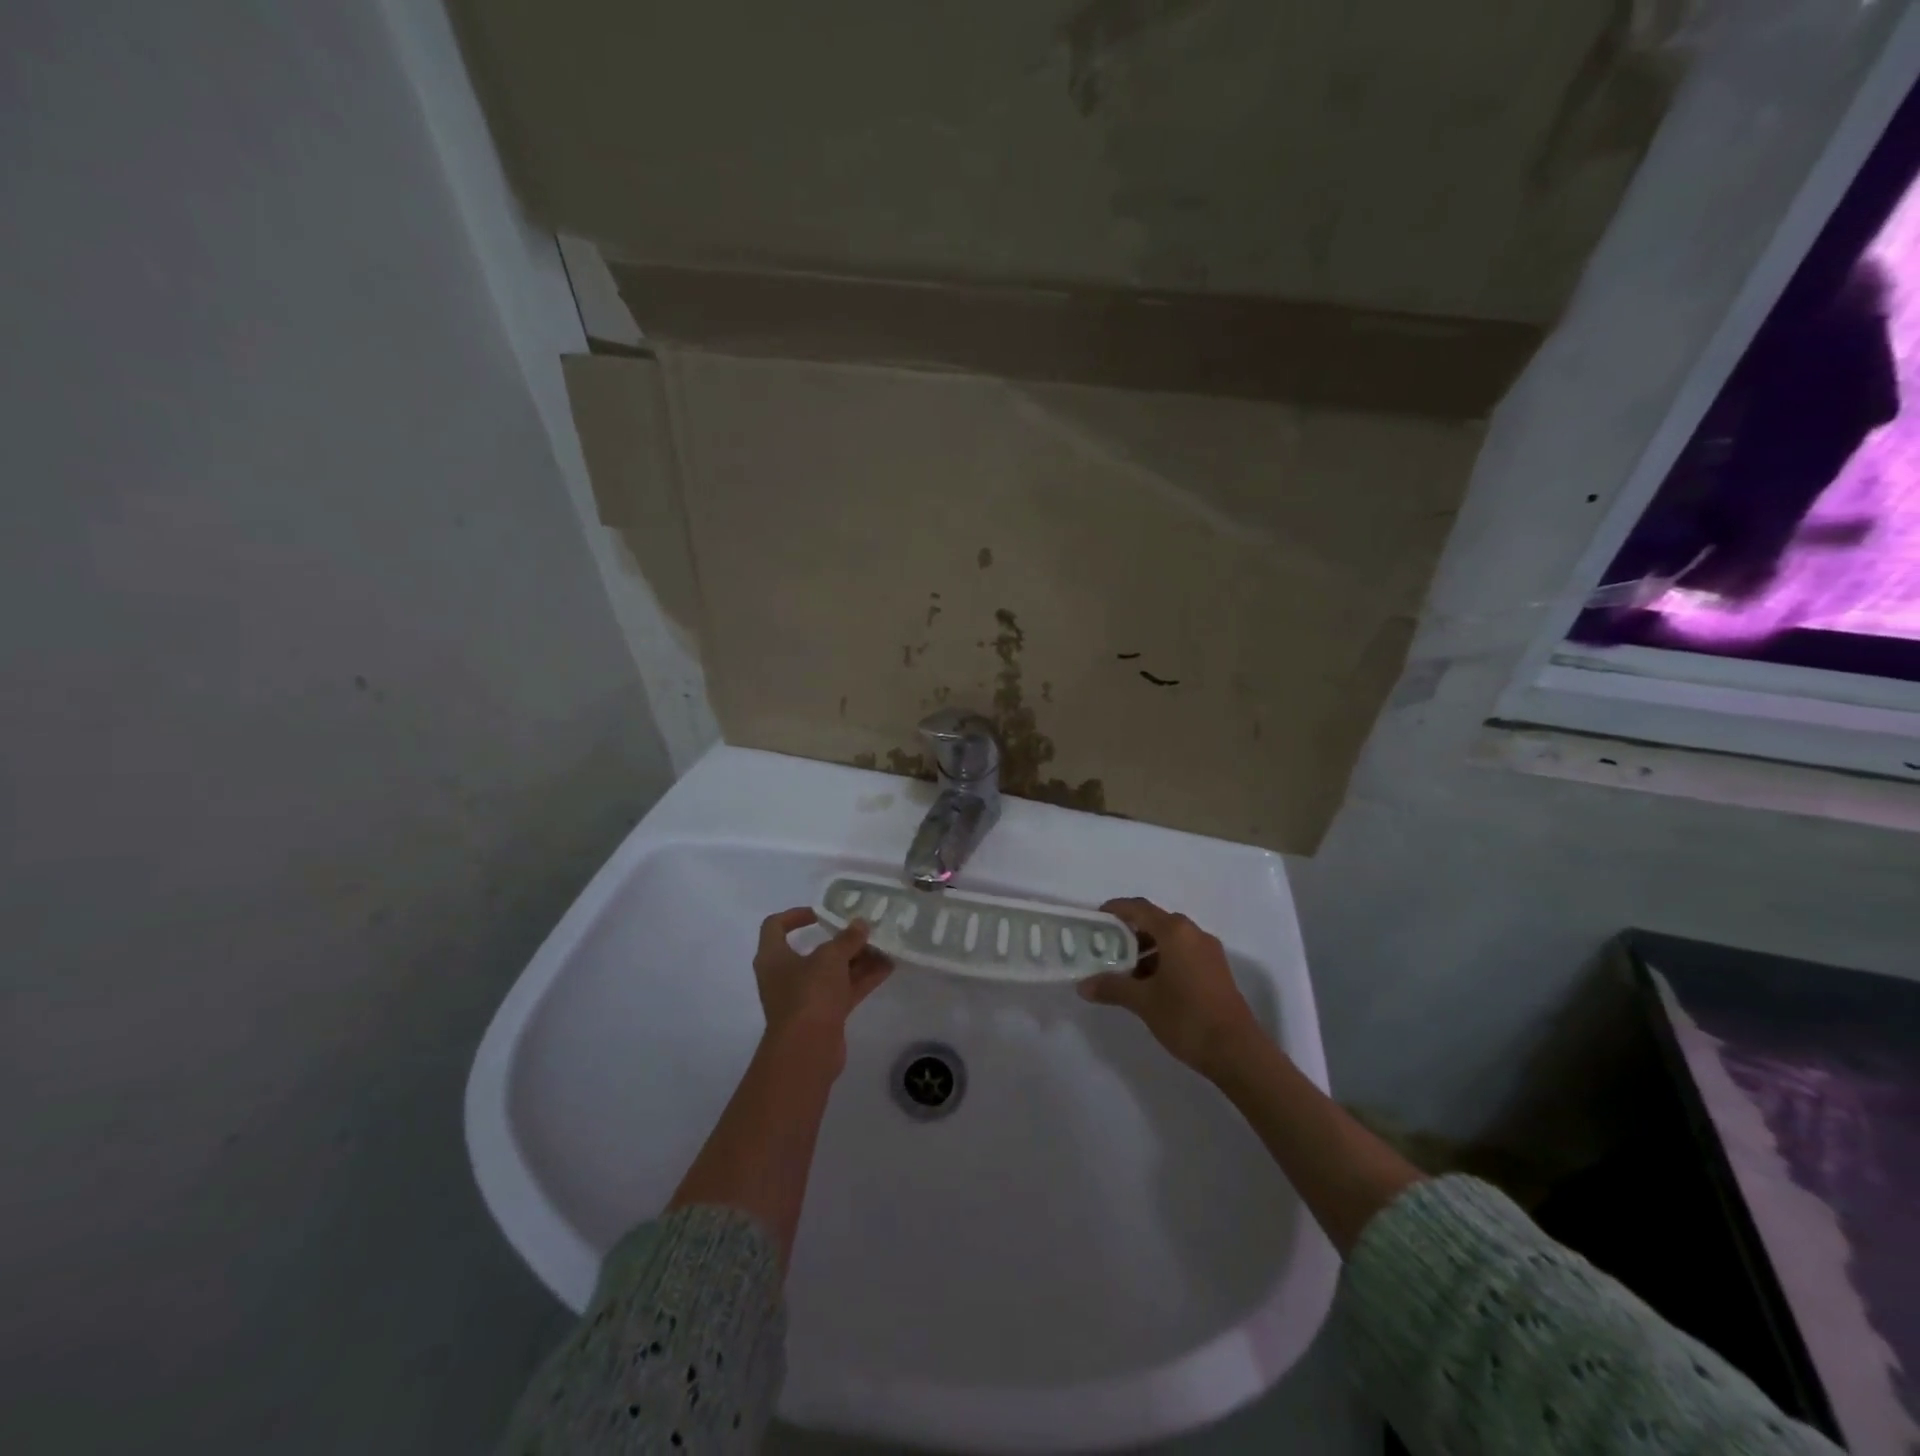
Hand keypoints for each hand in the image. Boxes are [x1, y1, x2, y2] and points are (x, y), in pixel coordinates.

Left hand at [753, 908, 892, 1055]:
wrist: (807, 1050)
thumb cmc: (809, 993)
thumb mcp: (830, 958)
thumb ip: (847, 939)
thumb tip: (860, 924)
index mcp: (773, 957)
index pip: (775, 926)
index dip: (795, 915)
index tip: (822, 912)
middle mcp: (785, 976)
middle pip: (812, 950)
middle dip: (841, 941)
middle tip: (864, 930)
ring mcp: (804, 998)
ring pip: (832, 972)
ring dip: (857, 960)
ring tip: (885, 947)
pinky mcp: (822, 1015)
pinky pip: (843, 990)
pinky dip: (862, 979)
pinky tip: (887, 968)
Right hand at [1077, 897, 1261, 1077]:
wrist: (1237, 1051)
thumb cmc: (1186, 1017)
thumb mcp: (1143, 1002)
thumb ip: (1112, 988)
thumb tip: (1082, 986)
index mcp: (1175, 932)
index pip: (1139, 908)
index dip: (1116, 909)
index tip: (1096, 919)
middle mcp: (1194, 934)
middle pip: (1155, 922)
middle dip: (1130, 933)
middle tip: (1107, 948)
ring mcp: (1209, 952)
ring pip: (1171, 940)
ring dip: (1147, 950)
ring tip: (1125, 972)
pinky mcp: (1217, 970)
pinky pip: (1184, 953)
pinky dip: (1164, 960)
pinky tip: (1151, 985)